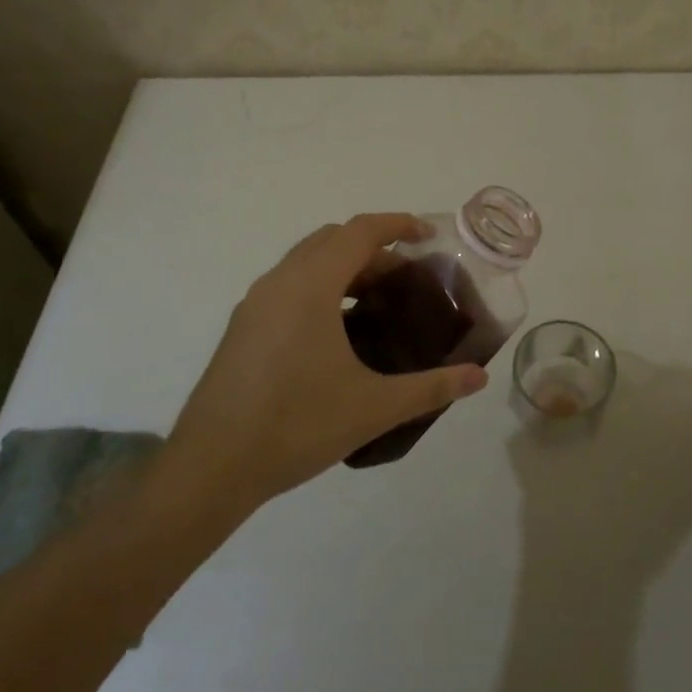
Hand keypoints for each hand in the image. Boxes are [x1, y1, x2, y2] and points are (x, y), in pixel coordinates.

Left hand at [164, 214, 489, 507]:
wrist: (211, 466)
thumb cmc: (296, 425)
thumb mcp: (373, 407)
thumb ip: (431, 387)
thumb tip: (480, 377)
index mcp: (310, 285)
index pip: (360, 231)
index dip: (397, 225)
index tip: (428, 236)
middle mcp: (279, 281)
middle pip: (333, 240)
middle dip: (374, 249)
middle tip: (407, 279)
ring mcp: (255, 303)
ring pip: (307, 262)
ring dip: (344, 268)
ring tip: (377, 304)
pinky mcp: (242, 327)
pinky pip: (289, 286)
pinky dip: (320, 288)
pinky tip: (337, 334)